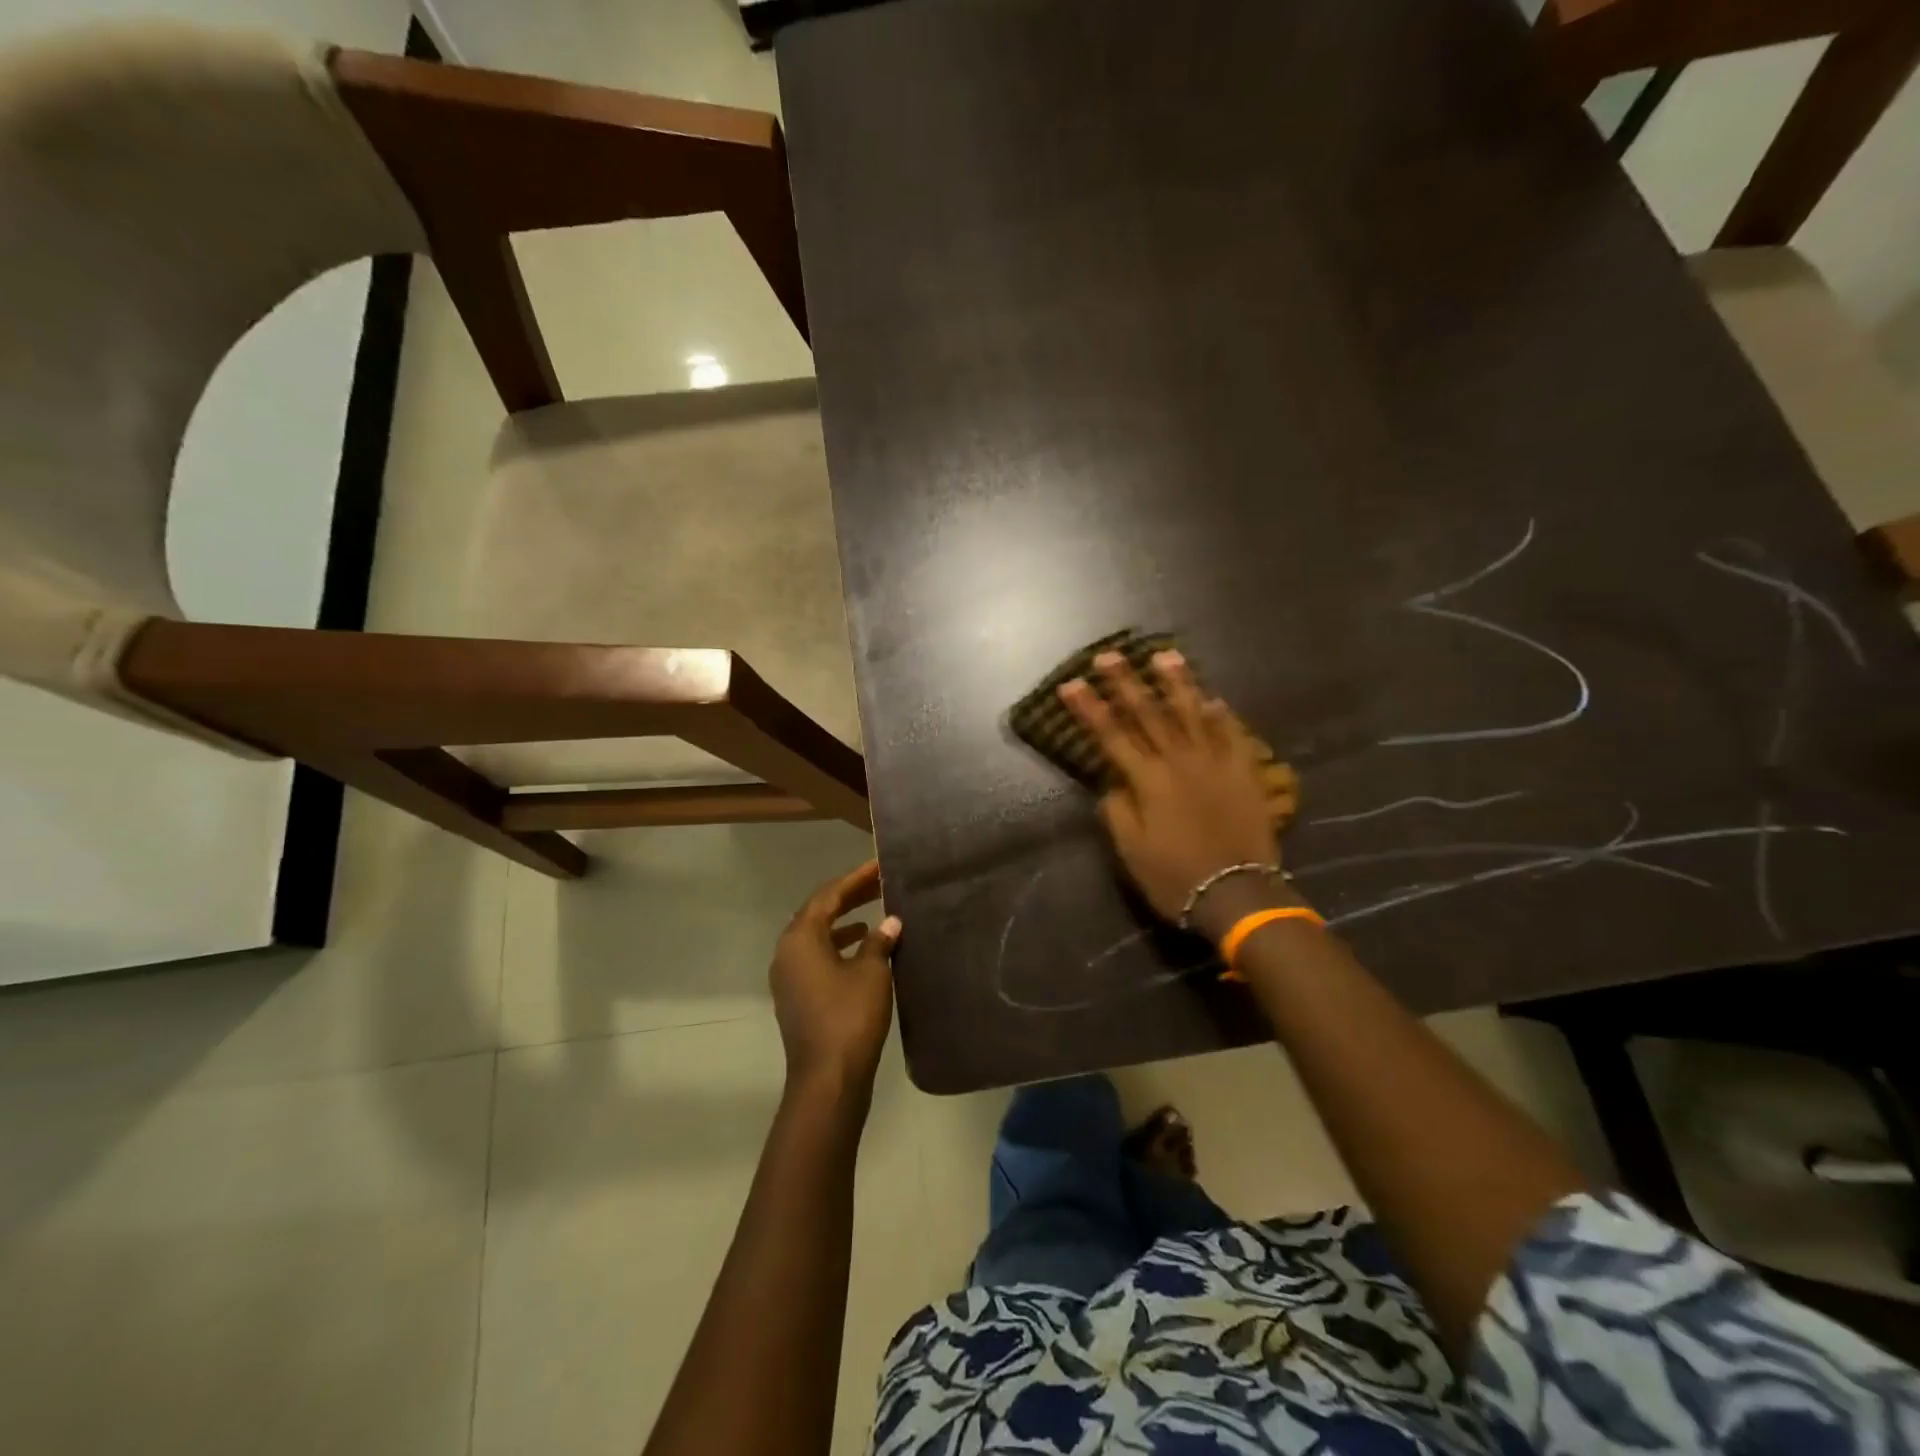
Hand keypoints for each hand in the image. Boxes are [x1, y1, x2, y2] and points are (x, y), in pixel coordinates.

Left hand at [770, 860, 900, 1097]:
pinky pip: (815, 957)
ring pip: (816, 936)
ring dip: (843, 922)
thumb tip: (890, 922)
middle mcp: (787, 952)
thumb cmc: (850, 1016)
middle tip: (878, 884)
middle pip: (818, 913)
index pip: (828, 896)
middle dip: (849, 897)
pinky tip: (862, 949)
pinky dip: (837, 946)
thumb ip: (879, 942)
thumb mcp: (872, 973)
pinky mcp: (795, 997)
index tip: (878, 866)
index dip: (855, 879)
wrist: (827, 1078)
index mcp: (800, 938)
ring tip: (873, 913)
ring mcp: (788, 976)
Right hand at [1060, 650, 1294, 923]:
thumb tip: (1112, 782)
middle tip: (1108, 656)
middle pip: (1149, 714)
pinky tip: (1213, 698)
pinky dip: (1222, 715)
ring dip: (1176, 683)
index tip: (1070, 684)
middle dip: (1125, 683)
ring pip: (1193, 714)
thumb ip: (1118, 811)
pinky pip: (1233, 735)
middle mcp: (1180, 762)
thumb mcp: (1131, 852)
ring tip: (1165, 656)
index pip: (1111, 736)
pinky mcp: (1245, 773)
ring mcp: (1216, 763)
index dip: (1089, 709)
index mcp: (1148, 781)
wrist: (1238, 894)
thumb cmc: (1175, 877)